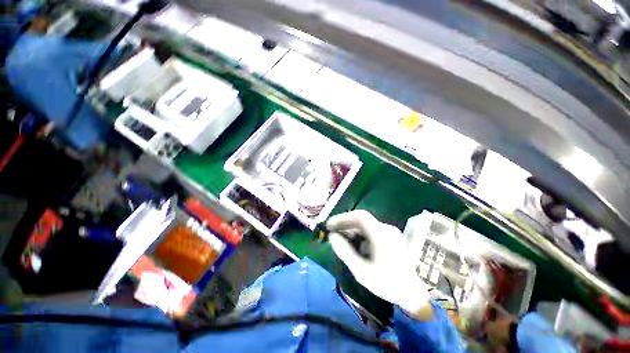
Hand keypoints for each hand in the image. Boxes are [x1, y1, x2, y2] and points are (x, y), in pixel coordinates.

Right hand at [327, 210, 432, 319]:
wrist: (415, 295)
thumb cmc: (388, 284)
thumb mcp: (362, 271)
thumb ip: (345, 252)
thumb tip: (332, 237)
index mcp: (381, 234)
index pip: (360, 216)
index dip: (343, 218)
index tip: (330, 225)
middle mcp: (386, 229)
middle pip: (362, 220)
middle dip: (346, 225)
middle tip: (333, 232)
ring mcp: (390, 233)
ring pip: (366, 226)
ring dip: (352, 231)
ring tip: (342, 240)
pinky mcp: (391, 239)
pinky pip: (372, 232)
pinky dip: (361, 236)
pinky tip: (356, 247)